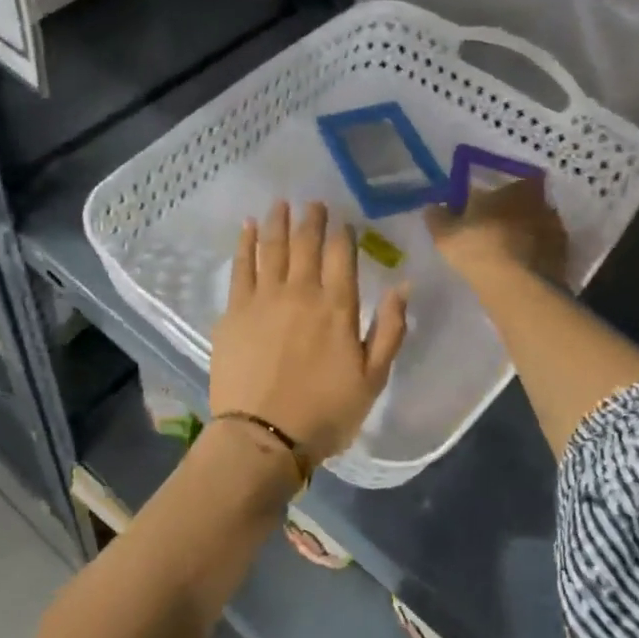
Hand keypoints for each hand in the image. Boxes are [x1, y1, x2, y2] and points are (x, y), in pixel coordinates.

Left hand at [210, 202, 408, 466]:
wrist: (264, 436)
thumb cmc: (325, 413)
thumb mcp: (373, 378)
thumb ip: (391, 330)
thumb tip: (404, 286)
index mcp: (338, 307)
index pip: (342, 256)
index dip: (343, 234)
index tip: (342, 220)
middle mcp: (301, 292)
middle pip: (307, 244)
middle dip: (312, 219)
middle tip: (313, 202)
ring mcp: (264, 297)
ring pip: (273, 247)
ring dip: (278, 221)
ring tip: (281, 203)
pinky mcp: (234, 310)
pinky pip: (241, 265)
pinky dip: (245, 242)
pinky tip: (246, 225)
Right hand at [424, 179, 568, 286]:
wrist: (516, 286)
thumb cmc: (478, 247)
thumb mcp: (445, 232)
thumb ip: (438, 217)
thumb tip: (433, 207)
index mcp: (516, 188)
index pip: (509, 184)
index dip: (497, 197)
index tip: (482, 210)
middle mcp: (541, 202)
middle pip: (525, 205)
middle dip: (512, 215)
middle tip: (493, 232)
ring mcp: (555, 230)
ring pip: (537, 227)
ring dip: (525, 237)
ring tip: (506, 255)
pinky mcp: (563, 257)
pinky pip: (545, 251)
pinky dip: (534, 257)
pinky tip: (519, 270)